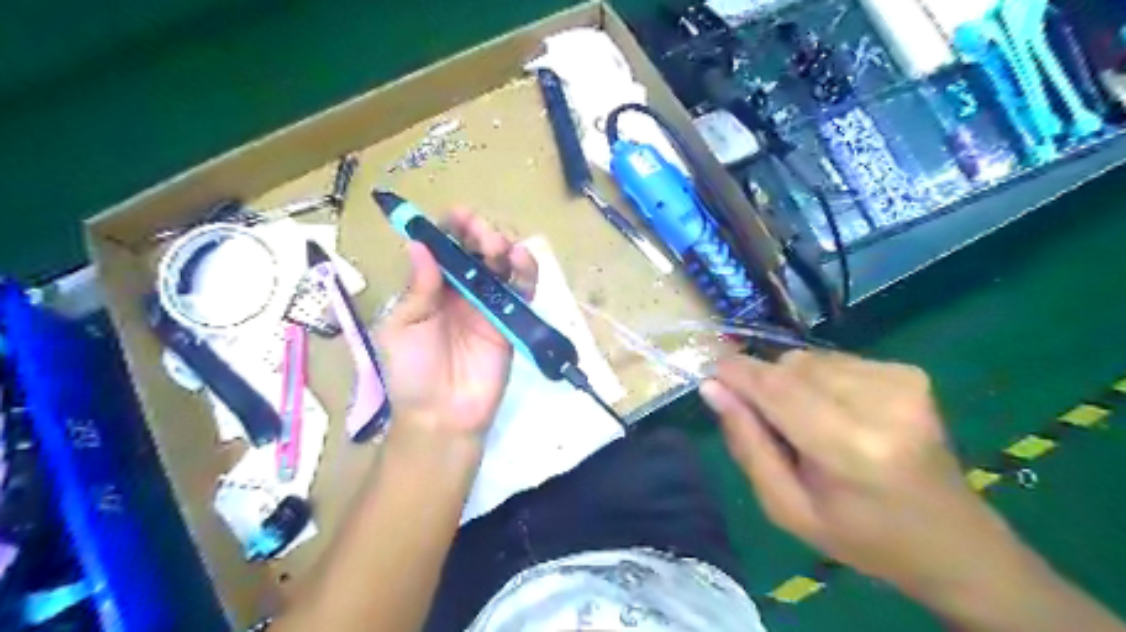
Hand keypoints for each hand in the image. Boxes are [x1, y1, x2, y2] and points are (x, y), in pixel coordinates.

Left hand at [375, 210, 538, 440]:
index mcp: (431, 287)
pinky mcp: (512, 321)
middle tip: (480, 234)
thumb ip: (417, 288)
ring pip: (502, 264)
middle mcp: (461, 289)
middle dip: (479, 233)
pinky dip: (526, 271)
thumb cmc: (412, 372)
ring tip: (499, 246)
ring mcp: (489, 304)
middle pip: (476, 249)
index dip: (450, 228)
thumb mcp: (402, 328)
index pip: (444, 247)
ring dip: (503, 246)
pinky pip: (522, 291)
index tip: (457, 215)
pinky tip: (522, 258)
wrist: (443, 416)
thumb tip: (419, 244)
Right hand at [702, 354, 1006, 600]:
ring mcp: (902, 381)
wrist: (952, 540)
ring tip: (810, 423)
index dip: (737, 373)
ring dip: (793, 383)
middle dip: (765, 384)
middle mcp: (882, 403)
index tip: (711, 372)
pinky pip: (834, 359)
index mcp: (852, 449)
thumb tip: (713, 388)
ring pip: (809, 358)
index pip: (777, 389)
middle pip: (791, 366)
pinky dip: (821, 380)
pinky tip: (838, 412)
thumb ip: (747, 444)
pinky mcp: (909, 372)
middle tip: (772, 424)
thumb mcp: (787, 508)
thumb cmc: (860, 535)